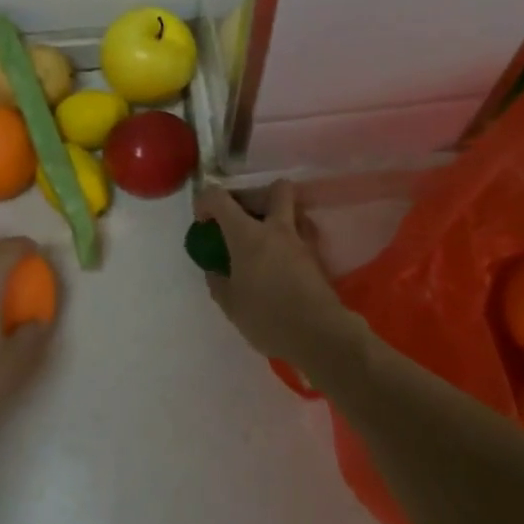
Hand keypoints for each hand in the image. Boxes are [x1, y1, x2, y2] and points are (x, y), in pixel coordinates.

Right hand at [195, 181, 360, 376]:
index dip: (205, 201)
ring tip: (266, 241)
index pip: (219, 198)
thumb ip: (218, 282)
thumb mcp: (231, 305)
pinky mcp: (317, 257)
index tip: (203, 221)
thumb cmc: (268, 317)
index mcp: (247, 234)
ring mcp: (301, 241)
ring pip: (295, 210)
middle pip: (276, 188)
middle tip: (246, 218)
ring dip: (280, 217)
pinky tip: (282, 262)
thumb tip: (214, 271)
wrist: (319, 335)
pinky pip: (303, 235)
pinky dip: (291, 241)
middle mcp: (276, 228)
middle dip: (260, 194)